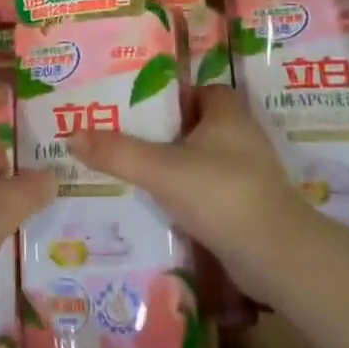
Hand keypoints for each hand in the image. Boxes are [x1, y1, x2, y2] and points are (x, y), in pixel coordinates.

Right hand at [72, 85, 314, 303]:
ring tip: (131, 172)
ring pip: (201, 160)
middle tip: (121, 138)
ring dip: (173, 166)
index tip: (134, 106)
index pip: (197, 90)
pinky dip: (186, 195)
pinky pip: (208, 190)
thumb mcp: (161, 169)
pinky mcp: (247, 206)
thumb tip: (72, 134)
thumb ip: (117, 152)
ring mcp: (248, 174)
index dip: (168, 95)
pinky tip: (157, 206)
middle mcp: (241, 137)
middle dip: (162, 133)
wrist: (277, 256)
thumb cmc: (221, 194)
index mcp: (228, 113)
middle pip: (195, 126)